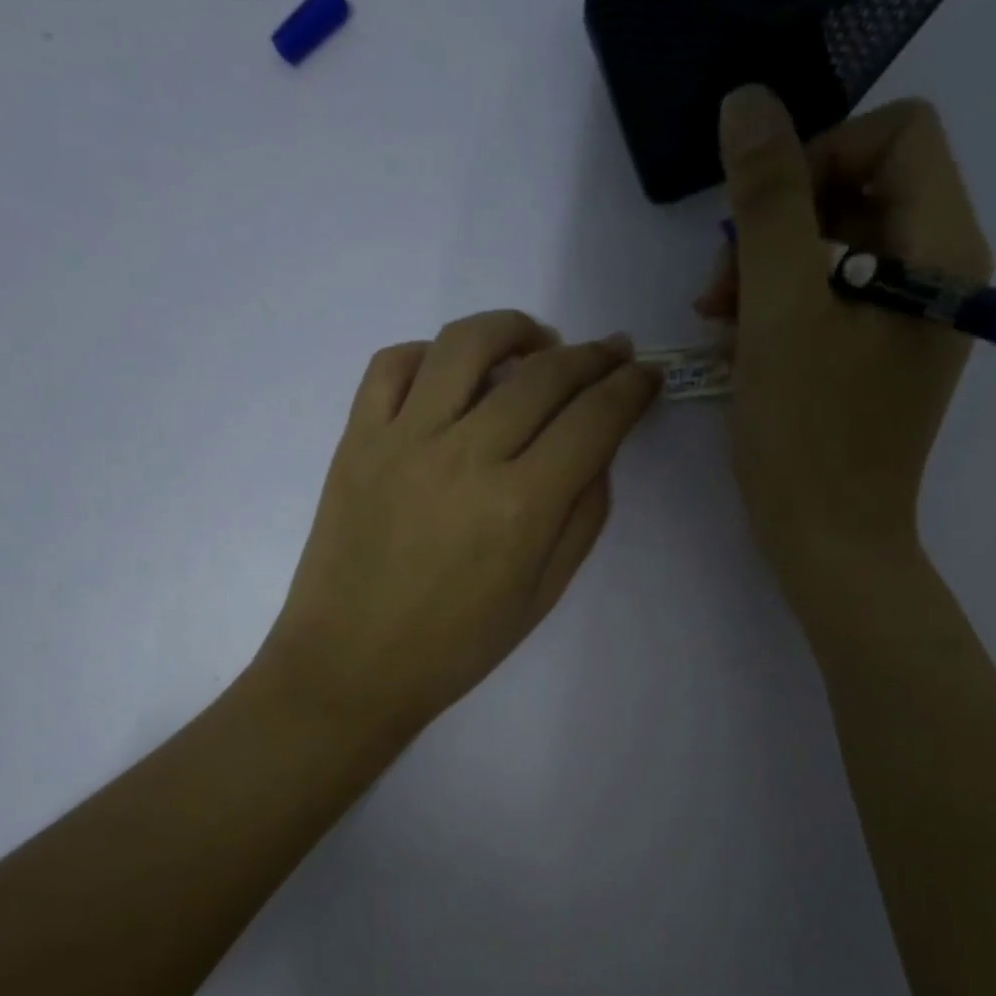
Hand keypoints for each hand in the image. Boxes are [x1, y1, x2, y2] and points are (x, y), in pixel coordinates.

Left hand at [258, 311, 660, 741]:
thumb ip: (581, 519)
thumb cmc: (454, 648)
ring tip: (536, 343)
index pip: (593, 420)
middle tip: (609, 353)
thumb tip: (597, 452)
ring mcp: (403, 440)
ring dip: (513, 330)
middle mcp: (465, 456)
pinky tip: (452, 372)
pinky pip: (391, 365)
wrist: (350, 666)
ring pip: (466, 346)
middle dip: (591, 357)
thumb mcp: (541, 597)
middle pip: (543, 375)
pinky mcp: (355, 440)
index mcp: (520, 506)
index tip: (645, 376)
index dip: (630, 389)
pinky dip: (430, 353)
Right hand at [698, 87, 991, 616]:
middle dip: (778, 230)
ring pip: (834, 252)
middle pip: (860, 193)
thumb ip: (765, 203)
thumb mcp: (779, 314)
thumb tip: (749, 102)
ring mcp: (907, 321)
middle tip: (720, 291)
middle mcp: (939, 275)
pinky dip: (779, 314)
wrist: (828, 545)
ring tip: (720, 327)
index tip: (757, 225)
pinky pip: (828, 303)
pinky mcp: (875, 359)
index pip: (897, 135)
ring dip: (767, 276)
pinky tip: (741, 351)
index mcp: (941, 252)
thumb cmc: (807, 438)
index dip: (817, 158)